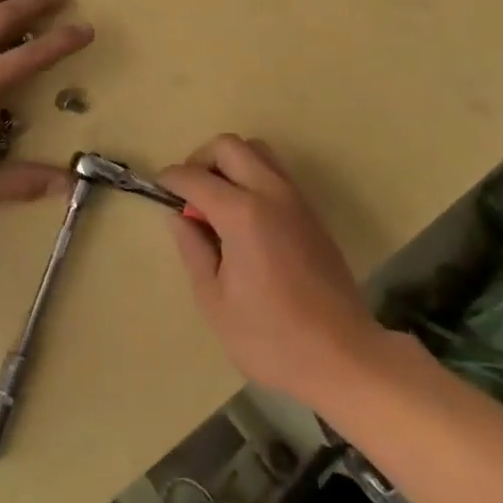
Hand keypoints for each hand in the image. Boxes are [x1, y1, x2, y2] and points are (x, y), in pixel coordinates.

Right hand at [161, 136, 387, 407]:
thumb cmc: (270, 337)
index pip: (195, 176)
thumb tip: (179, 216)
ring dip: (231, 163)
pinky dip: (253, 176)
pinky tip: (245, 217)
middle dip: (201, 159)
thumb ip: (193, 249)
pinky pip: (276, 173)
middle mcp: (270, 193)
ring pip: (258, 151)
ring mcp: (296, 199)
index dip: (171, 179)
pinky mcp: (311, 213)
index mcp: (242, 214)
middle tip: (189, 194)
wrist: (343, 356)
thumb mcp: (214, 301)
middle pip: (229, 146)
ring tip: (217, 201)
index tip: (159, 190)